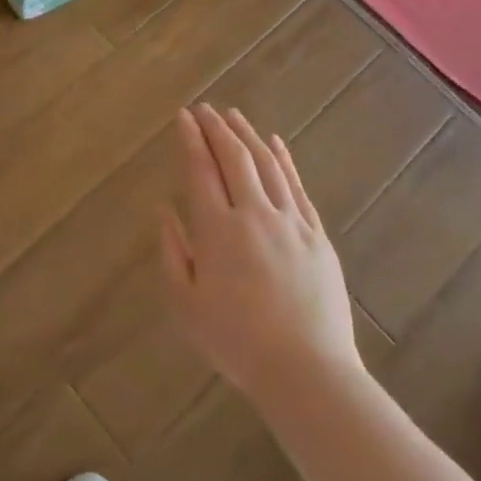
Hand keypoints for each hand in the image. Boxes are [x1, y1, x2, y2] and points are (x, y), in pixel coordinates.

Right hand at [162, 104, 361, 407]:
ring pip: (267, 165)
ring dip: (248, 136)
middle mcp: (254, 215)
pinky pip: (297, 186)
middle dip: (216, 129)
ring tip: (234, 116)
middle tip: (204, 109)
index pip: (201, 170)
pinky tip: (276, 144)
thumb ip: (172, 252)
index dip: (191, 139)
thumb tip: (164, 210)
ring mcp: (290, 222)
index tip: (183, 116)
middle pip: (234, 158)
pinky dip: (284, 160)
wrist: (306, 371)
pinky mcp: (316, 235)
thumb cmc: (236, 342)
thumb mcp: (186, 305)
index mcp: (217, 231)